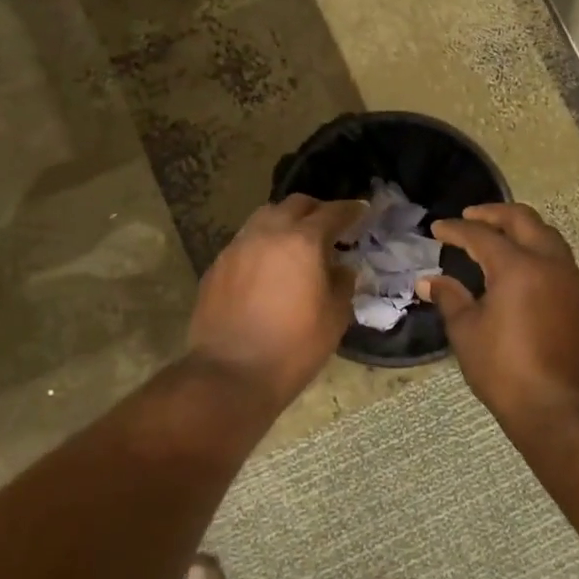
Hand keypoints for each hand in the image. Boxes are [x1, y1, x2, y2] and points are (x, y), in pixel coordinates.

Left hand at [186, 196, 365, 410]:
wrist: (230, 373)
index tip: (362, 211)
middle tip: (329, 226)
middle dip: (315, 210)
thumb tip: (341, 268)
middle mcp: (268, 233)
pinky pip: (245, 241)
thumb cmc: (293, 348)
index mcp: (302, 242)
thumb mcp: (334, 318)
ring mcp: (237, 246)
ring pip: (265, 217)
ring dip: (285, 222)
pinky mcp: (217, 265)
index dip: (350, 210)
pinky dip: (262, 243)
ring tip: (296, 243)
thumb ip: (342, 284)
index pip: (332, 212)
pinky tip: (268, 267)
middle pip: (295, 205)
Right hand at [422, 204, 578, 427]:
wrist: (566, 413)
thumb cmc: (507, 372)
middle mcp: (551, 265)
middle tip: (471, 218)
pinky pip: (562, 266)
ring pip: (549, 240)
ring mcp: (576, 284)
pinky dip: (540, 259)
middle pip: (525, 221)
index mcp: (518, 267)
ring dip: (523, 233)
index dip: (456, 230)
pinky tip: (525, 279)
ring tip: (500, 242)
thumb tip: (430, 281)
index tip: (438, 229)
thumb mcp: (467, 334)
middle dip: (495, 214)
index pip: (482, 235)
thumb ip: (450, 299)